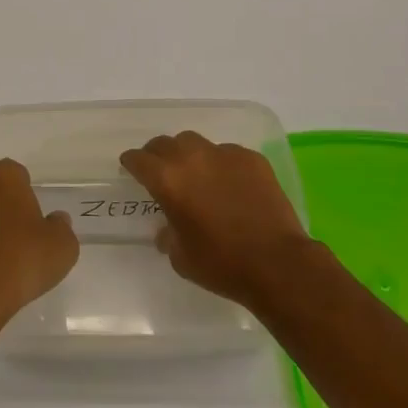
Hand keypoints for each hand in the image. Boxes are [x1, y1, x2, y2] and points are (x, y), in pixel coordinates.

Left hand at [0, 159, 78, 335]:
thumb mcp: (61, 246)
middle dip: (9, 210)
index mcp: (2, 175)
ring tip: (8, 262)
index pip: (20, 176)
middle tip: (26, 240)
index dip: (31, 199)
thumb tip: (55, 221)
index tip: (38, 224)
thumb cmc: (20, 260)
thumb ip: (62, 227)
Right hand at [120, 131, 313, 309]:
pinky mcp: (251, 158)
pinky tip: (230, 184)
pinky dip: (221, 164)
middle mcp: (192, 158)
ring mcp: (224, 154)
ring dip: (189, 154)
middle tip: (160, 170)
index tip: (130, 168)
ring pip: (196, 142)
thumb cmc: (221, 264)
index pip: (139, 159)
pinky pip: (228, 153)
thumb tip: (168, 227)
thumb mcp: (180, 257)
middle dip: (157, 155)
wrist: (276, 263)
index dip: (131, 163)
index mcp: (168, 180)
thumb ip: (168, 234)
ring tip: (196, 173)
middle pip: (165, 143)